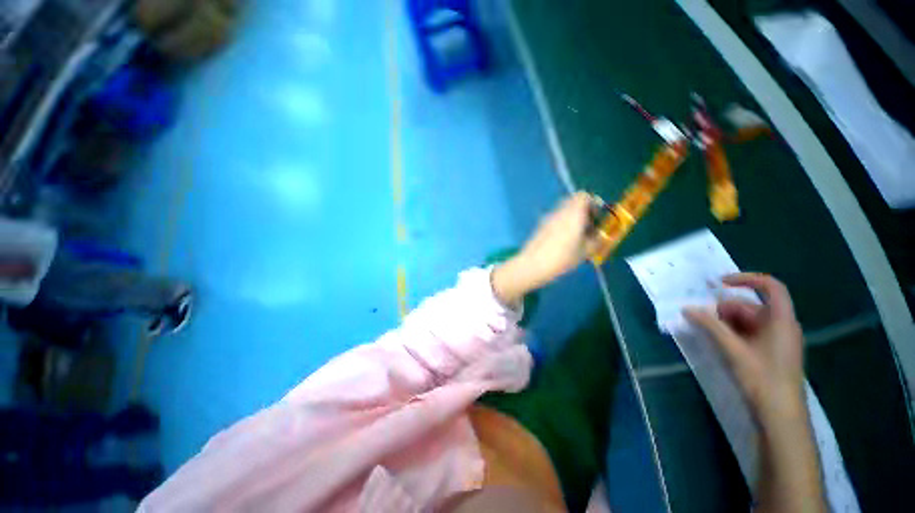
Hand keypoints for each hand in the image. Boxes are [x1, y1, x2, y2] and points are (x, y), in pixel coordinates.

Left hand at [492, 192, 598, 304]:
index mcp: (573, 214)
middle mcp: (560, 212)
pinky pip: (554, 218)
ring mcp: (547, 218)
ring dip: (571, 217)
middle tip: (586, 226)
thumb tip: (601, 235)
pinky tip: (561, 240)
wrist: (533, 264)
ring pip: (563, 210)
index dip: (592, 203)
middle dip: (581, 210)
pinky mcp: (540, 225)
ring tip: (575, 235)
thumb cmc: (561, 258)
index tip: (595, 217)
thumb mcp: (584, 252)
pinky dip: (561, 223)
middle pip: (572, 201)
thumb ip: (596, 241)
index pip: (583, 196)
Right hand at [684, 273, 805, 423]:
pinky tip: (719, 341)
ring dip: (726, 322)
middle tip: (703, 318)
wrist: (780, 414)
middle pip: (752, 306)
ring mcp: (777, 340)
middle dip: (725, 309)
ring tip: (707, 331)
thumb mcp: (733, 349)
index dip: (746, 279)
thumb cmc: (762, 378)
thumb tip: (687, 308)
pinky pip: (750, 333)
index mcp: (781, 320)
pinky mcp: (771, 352)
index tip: (719, 283)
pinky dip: (733, 332)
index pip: (770, 286)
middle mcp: (782, 325)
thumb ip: (710, 326)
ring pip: (748, 320)